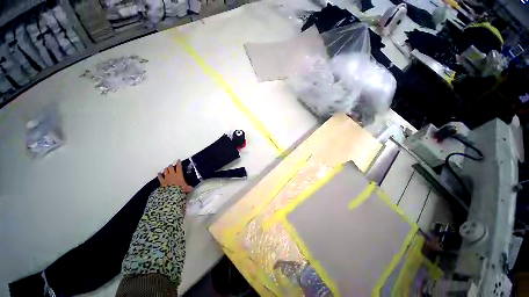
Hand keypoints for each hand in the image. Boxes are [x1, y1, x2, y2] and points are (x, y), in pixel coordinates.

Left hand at [158, 160, 192, 192]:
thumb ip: (188, 187)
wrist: (171, 193)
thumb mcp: (186, 188)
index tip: (178, 160)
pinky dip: (159, 175)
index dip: (179, 163)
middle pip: (171, 168)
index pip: (179, 167)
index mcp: (179, 174)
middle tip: (171, 165)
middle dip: (171, 166)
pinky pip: (160, 177)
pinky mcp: (162, 181)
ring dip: (166, 169)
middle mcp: (172, 174)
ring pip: (165, 171)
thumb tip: (191, 188)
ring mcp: (166, 177)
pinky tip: (159, 173)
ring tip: (166, 168)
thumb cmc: (180, 188)